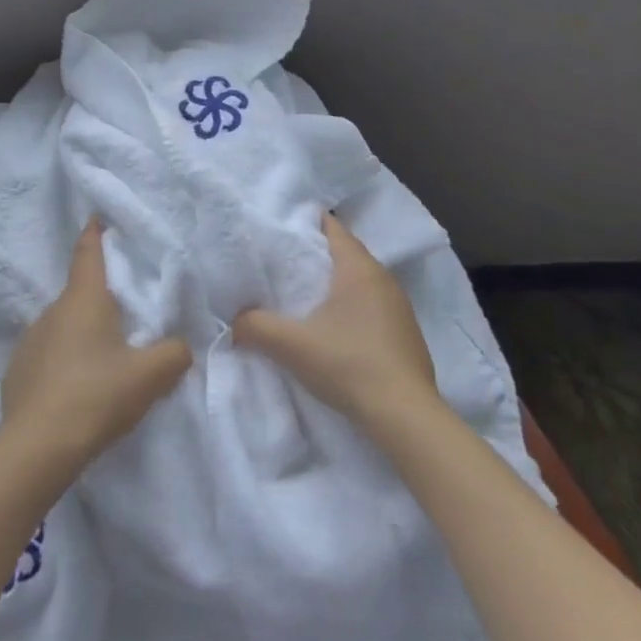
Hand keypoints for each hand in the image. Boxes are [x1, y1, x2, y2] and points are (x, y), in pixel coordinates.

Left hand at [0, 220, 192, 467]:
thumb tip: (182, 346)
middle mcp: (52, 311)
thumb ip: (174, 354)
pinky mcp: (17, 372)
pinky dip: (62, 363)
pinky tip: (75, 389)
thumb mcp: (149, 376)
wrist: (37, 448)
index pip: (88, 253)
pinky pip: (47, 356)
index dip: (94, 233)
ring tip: (102, 360)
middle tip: (124, 314)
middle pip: (80, 294)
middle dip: (100, 298)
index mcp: (84, 299)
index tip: (96, 217)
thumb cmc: (96, 396)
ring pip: (63, 326)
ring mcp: (30, 341)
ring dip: (81, 334)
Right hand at [233, 213, 440, 436]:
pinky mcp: (406, 334)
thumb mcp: (292, 345)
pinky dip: (353, 306)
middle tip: (286, 260)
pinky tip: (337, 327)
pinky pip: (374, 305)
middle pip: (348, 253)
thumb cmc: (349, 364)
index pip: (334, 228)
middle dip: (319, 253)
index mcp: (359, 268)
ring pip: (362, 281)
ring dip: (337, 283)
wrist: (405, 417)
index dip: (308, 223)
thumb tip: (234, 323)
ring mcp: (400, 307)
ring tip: (307, 293)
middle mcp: (384, 279)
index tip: (283, 226)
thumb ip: (256, 327)